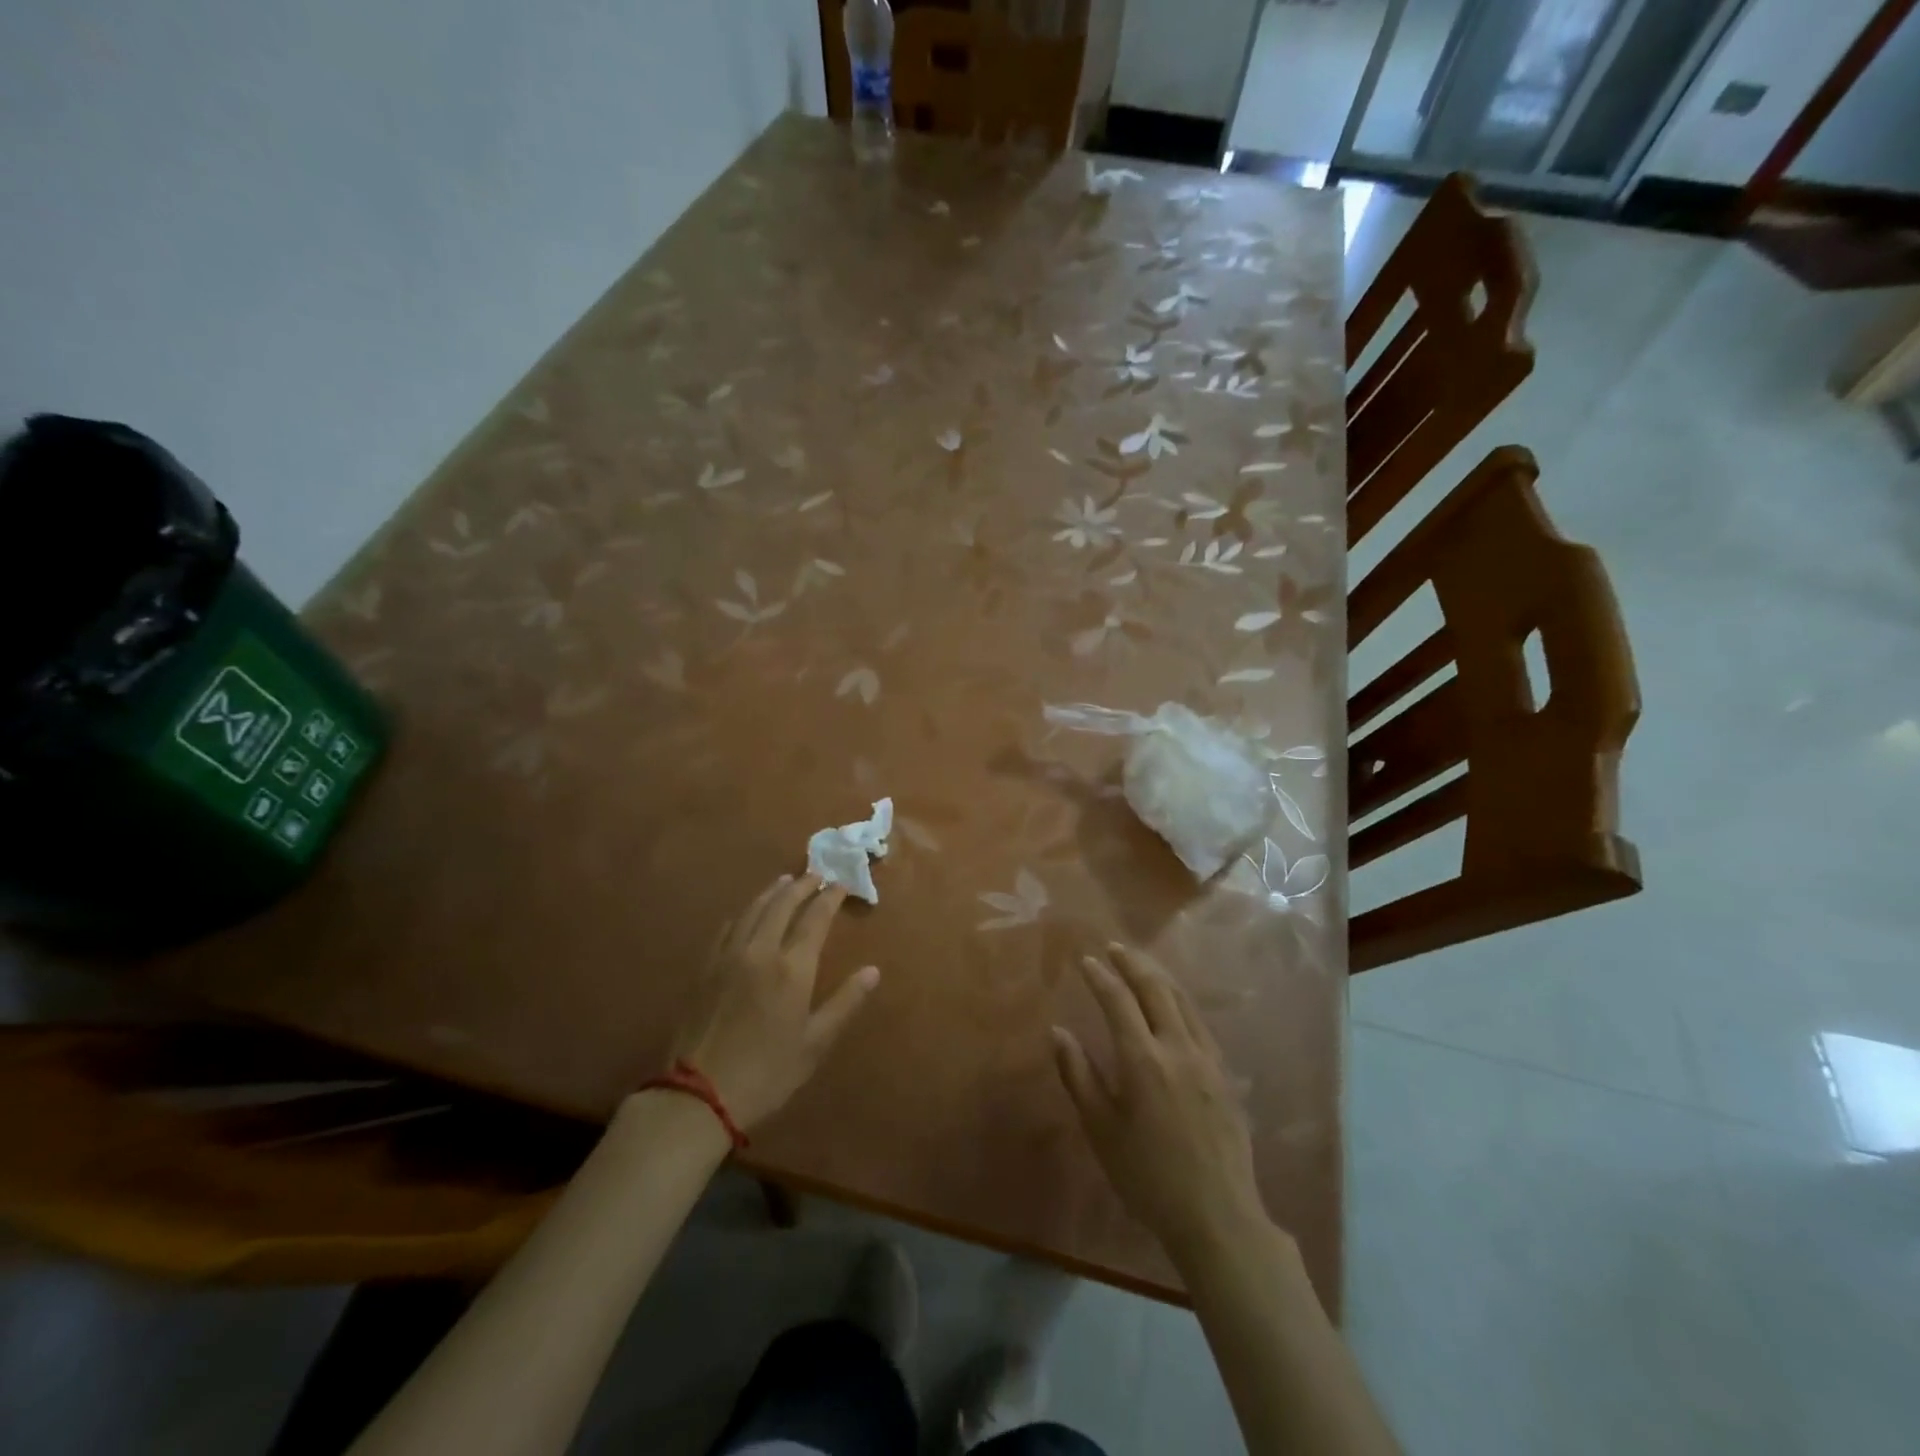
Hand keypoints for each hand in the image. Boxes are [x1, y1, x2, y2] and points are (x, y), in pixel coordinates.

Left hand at [668, 874, 878, 1129]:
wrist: (699, 1095)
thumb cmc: (767, 1072)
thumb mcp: (815, 1043)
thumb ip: (845, 1002)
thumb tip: (873, 971)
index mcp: (792, 968)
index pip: (815, 918)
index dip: (830, 897)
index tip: (840, 883)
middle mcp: (760, 950)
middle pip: (782, 904)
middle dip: (802, 885)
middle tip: (815, 873)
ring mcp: (728, 956)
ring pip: (753, 909)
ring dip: (772, 891)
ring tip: (785, 881)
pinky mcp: (705, 968)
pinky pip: (728, 927)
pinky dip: (745, 912)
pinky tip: (748, 913)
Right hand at [1052, 945, 1267, 1267]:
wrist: (1217, 1216)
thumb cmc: (1147, 1176)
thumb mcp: (1101, 1129)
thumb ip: (1079, 1075)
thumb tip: (1058, 1031)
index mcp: (1143, 1061)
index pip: (1118, 1001)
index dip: (1101, 977)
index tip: (1085, 960)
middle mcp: (1177, 1048)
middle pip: (1155, 990)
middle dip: (1132, 964)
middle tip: (1114, 948)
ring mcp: (1207, 1059)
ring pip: (1183, 1001)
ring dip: (1159, 976)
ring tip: (1142, 964)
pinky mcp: (1224, 1074)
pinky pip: (1200, 1022)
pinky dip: (1181, 1000)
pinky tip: (1175, 1004)